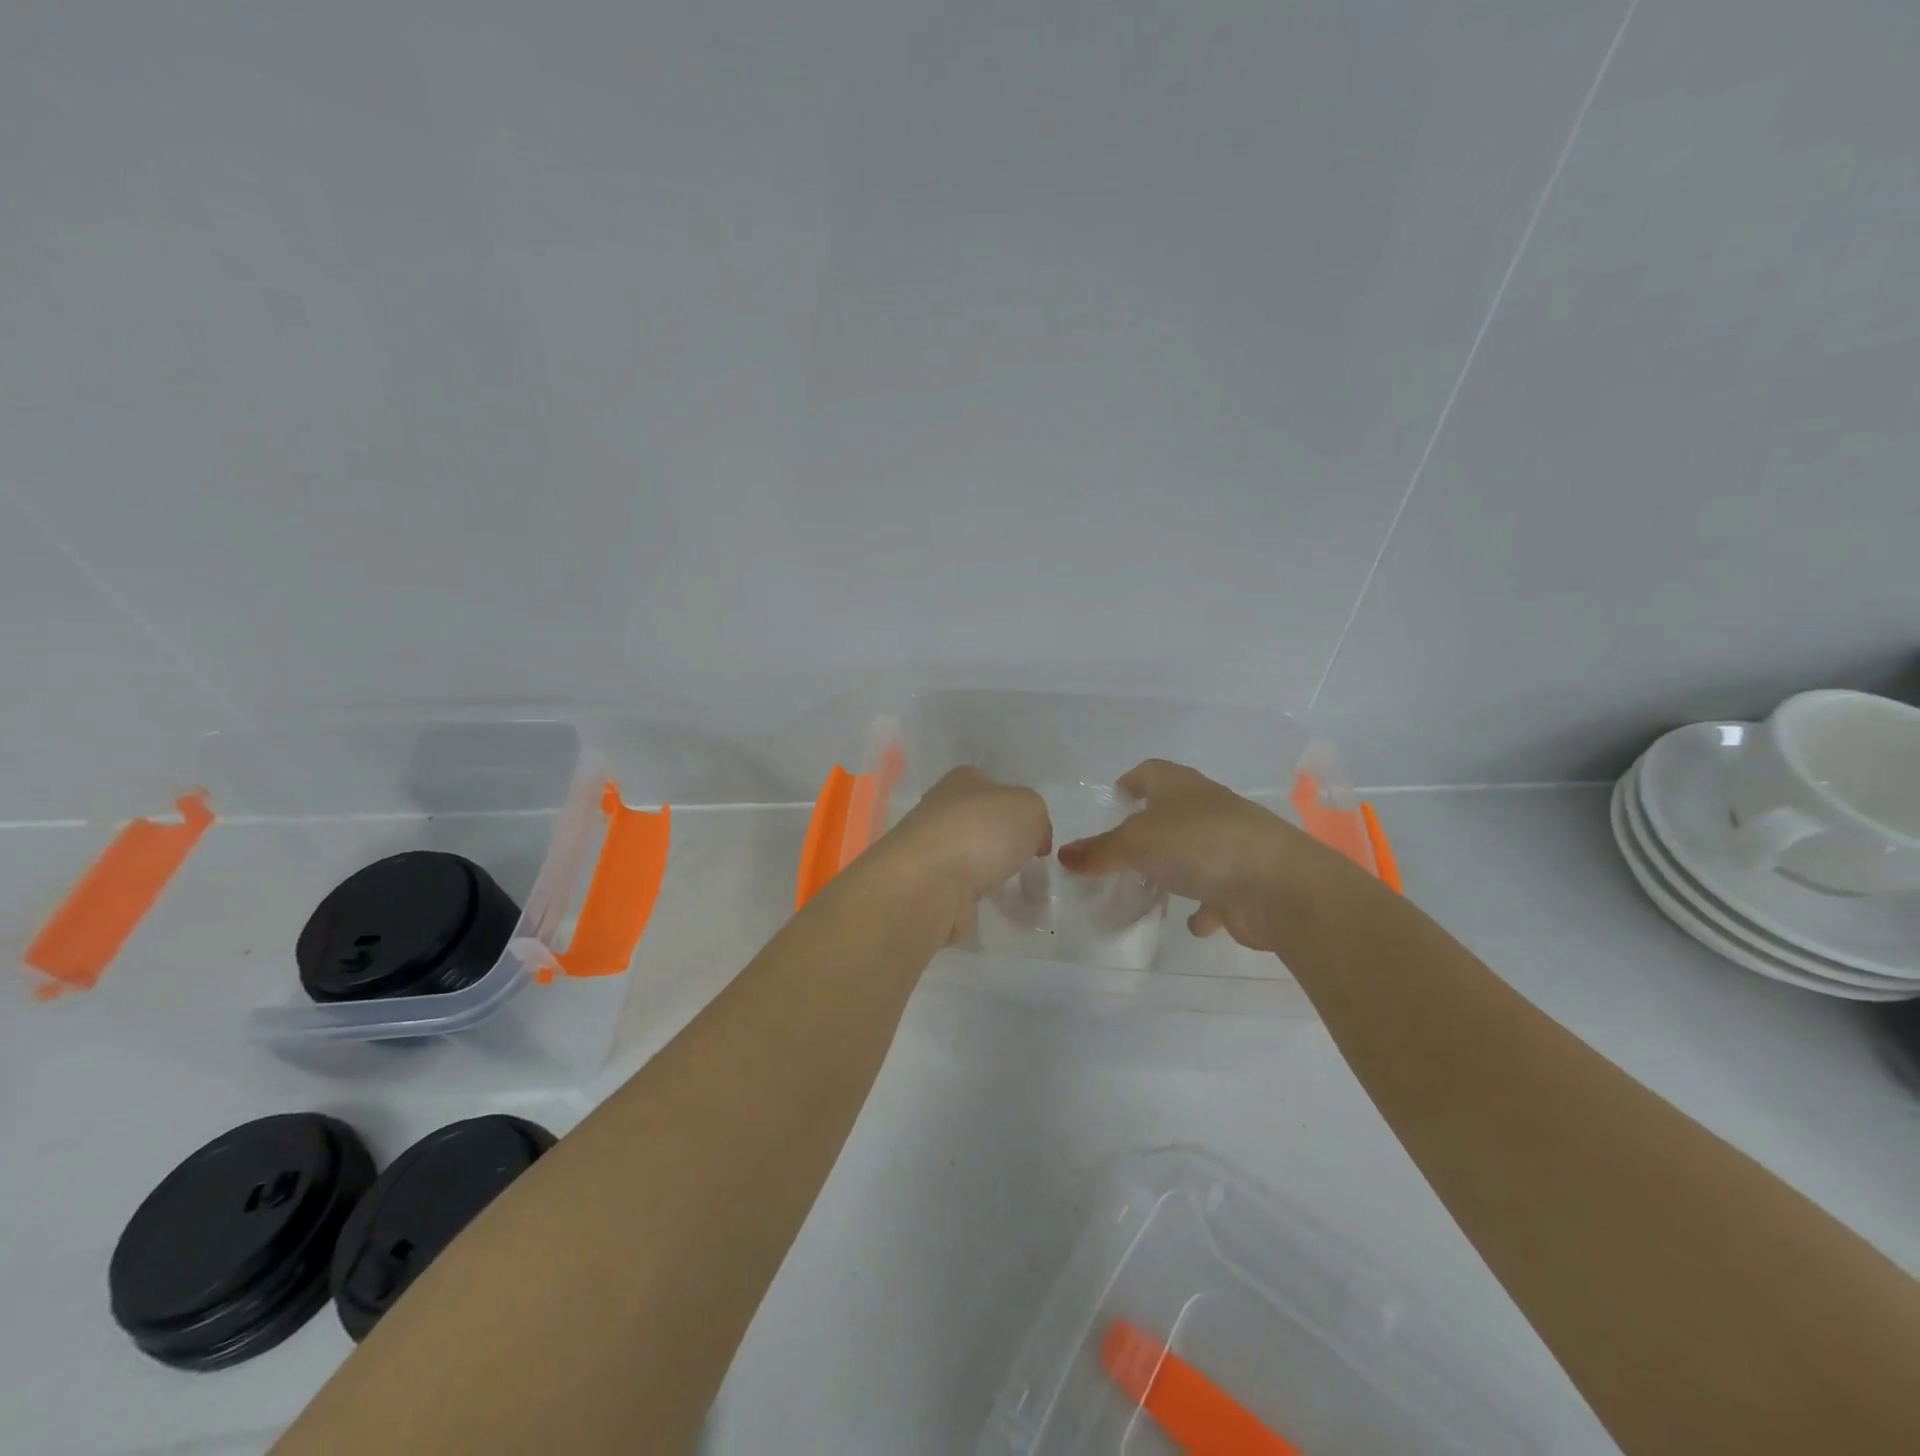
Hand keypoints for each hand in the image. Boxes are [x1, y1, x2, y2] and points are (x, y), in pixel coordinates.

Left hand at [875, 768, 1051, 941]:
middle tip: (1024, 861)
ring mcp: (929, 851)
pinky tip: (985, 906)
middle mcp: (939, 811)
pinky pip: (956, 891)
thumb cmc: (981, 831)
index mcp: (961, 781)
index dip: (1014, 805)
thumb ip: (1037, 818)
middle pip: (977, 823)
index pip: (990, 785)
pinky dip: (970, 900)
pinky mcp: (924, 887)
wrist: (929, 882)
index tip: (1033, 832)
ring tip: (1010, 889)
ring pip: (966, 859)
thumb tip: (1033, 840)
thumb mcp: (1030, 808)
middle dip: (1000, 842)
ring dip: (985, 873)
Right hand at [1057, 759, 1318, 951]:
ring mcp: (1231, 845)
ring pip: (1195, 850)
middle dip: (1149, 827)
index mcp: (1181, 787)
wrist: (1279, 886)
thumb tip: (1063, 855)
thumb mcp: (1136, 844)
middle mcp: (1208, 809)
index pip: (1151, 772)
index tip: (1116, 795)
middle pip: (1173, 811)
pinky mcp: (1246, 881)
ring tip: (1149, 883)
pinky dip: (1204, 904)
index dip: (1132, 780)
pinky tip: (1193, 921)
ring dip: (1176, 865)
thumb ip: (1099, 852)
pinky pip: (1217, 890)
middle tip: (1121, 846)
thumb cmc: (1200, 846)